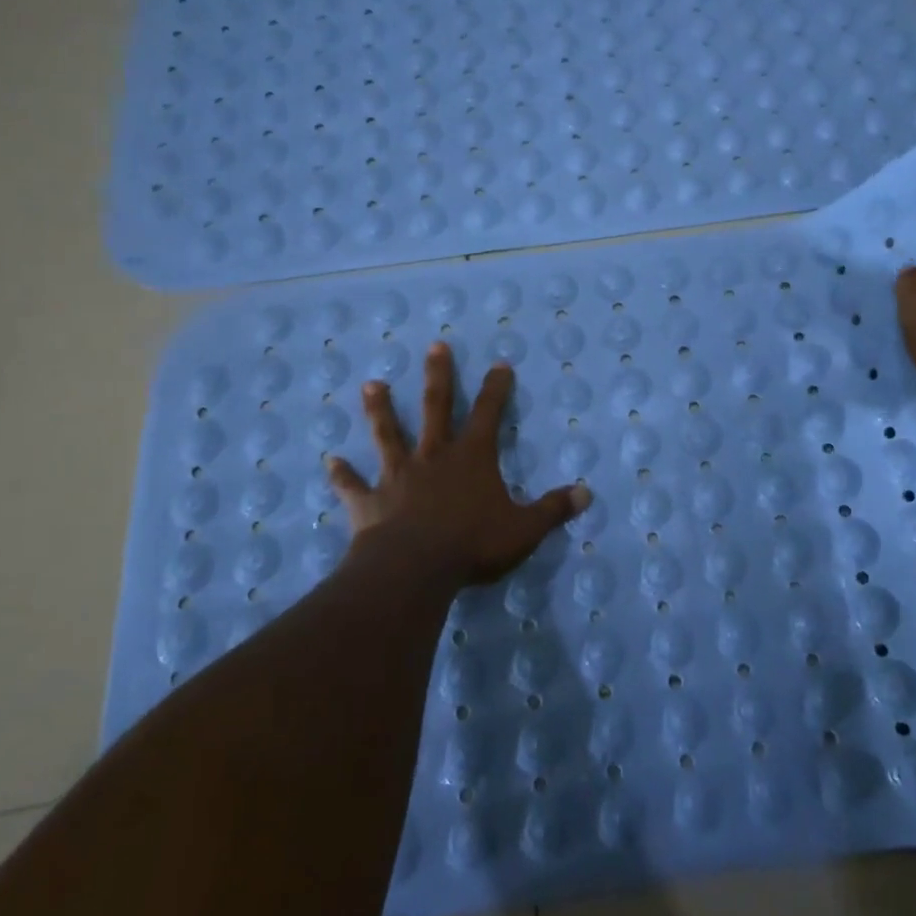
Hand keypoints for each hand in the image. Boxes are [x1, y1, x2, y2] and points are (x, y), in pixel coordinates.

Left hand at [327, 342, 591, 586]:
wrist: (414, 569)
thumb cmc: (472, 545)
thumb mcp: (524, 530)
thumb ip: (553, 510)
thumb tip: (587, 494)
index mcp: (471, 458)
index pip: (489, 414)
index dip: (496, 388)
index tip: (499, 363)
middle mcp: (434, 456)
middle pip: (436, 407)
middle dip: (438, 376)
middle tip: (435, 346)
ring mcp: (398, 476)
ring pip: (388, 434)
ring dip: (380, 410)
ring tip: (371, 384)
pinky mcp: (371, 502)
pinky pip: (353, 485)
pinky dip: (342, 474)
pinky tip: (329, 461)